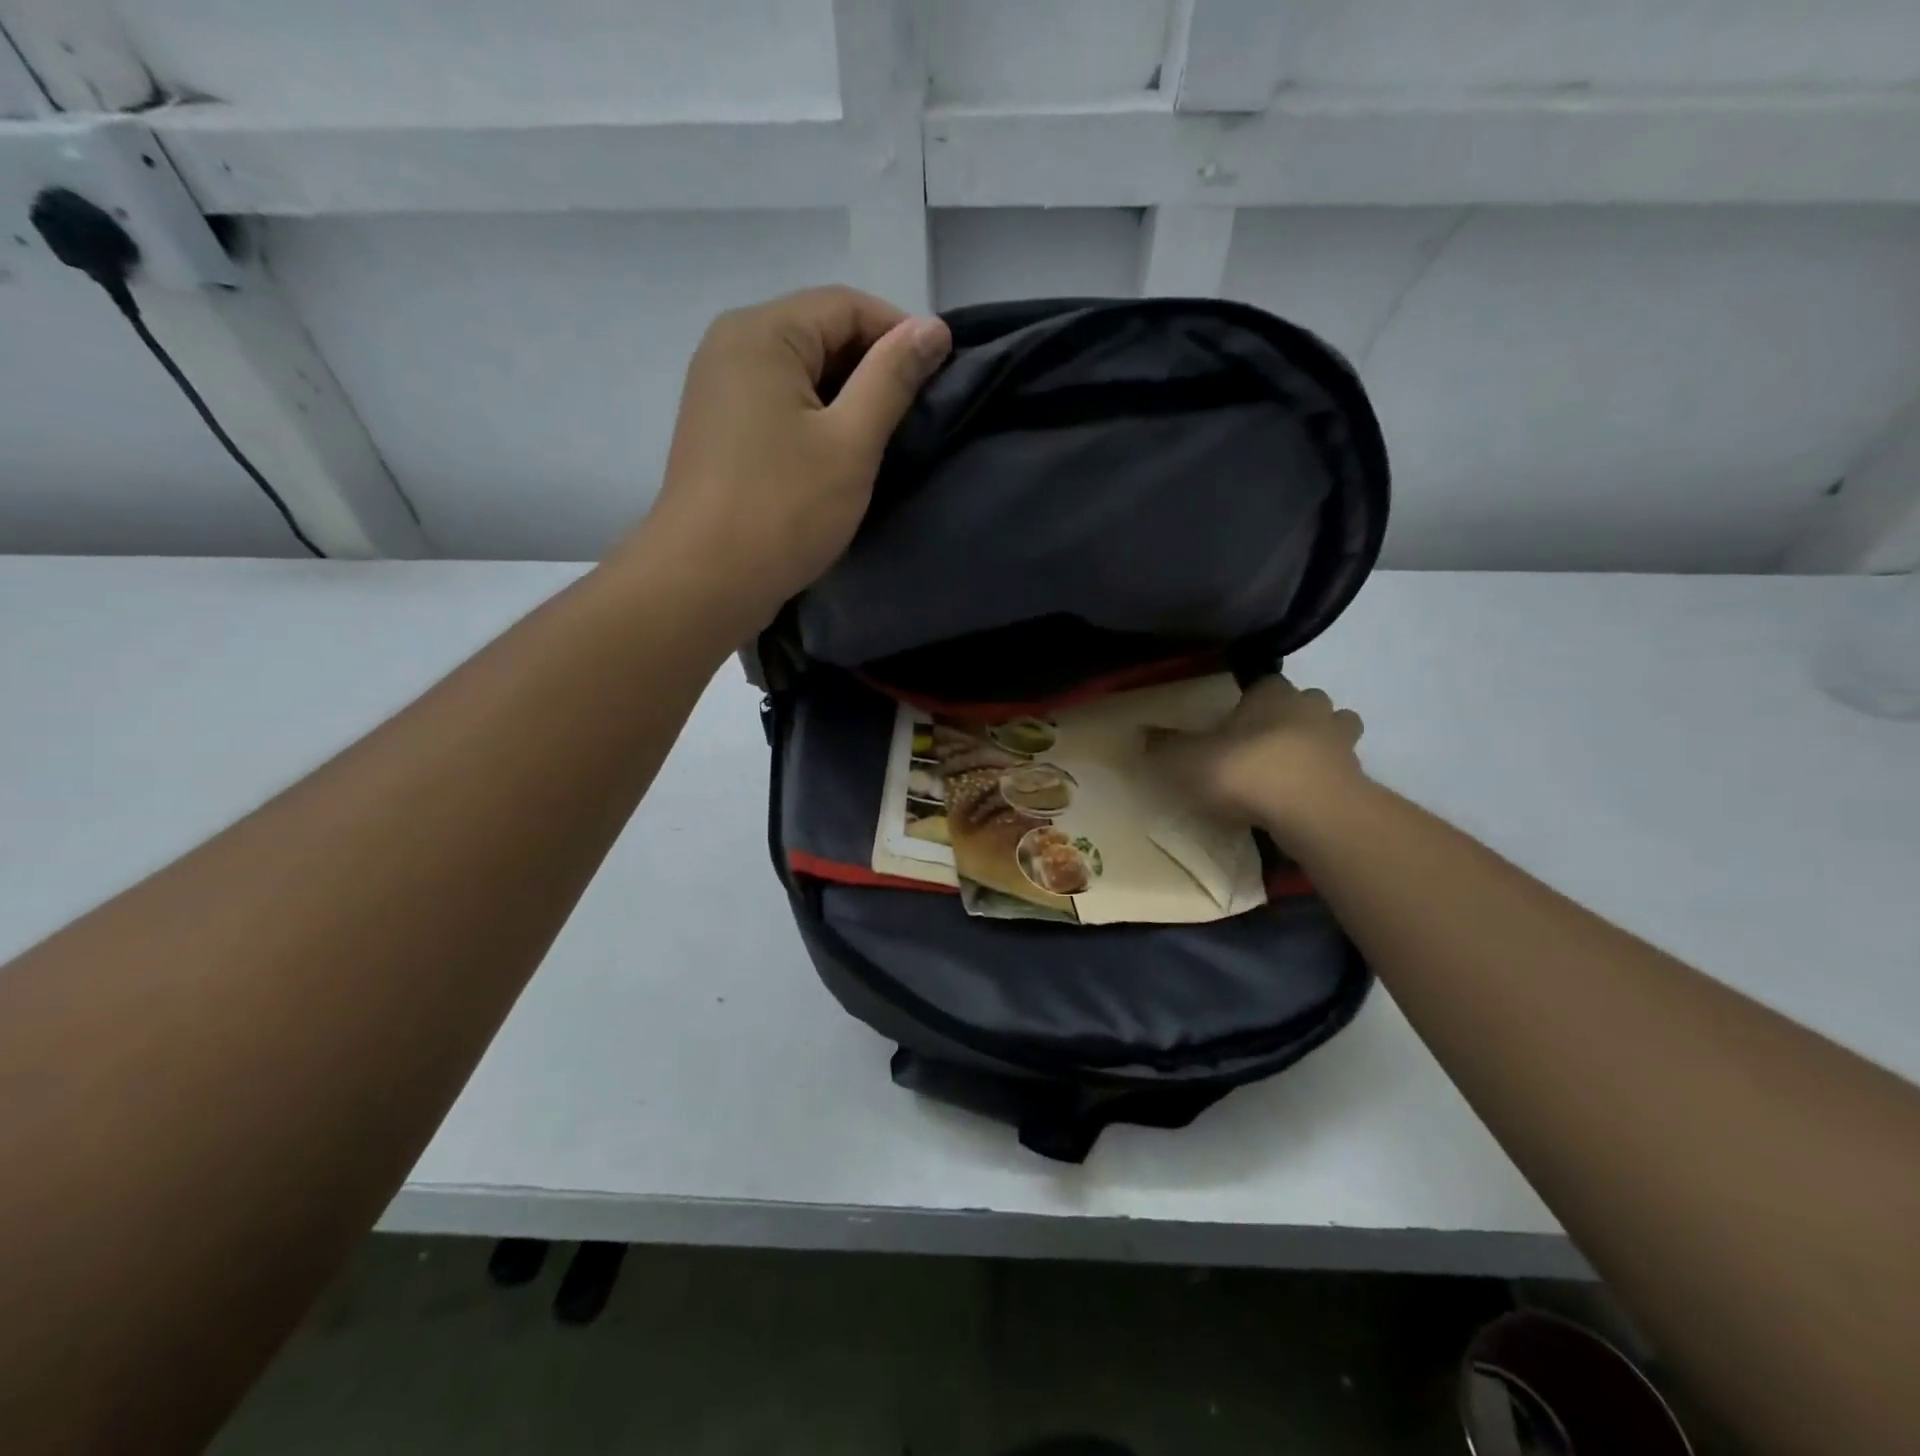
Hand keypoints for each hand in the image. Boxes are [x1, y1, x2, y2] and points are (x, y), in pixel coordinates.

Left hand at [629, 285, 951, 633]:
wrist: (705, 581)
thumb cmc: (783, 509)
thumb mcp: (851, 441)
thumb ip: (893, 378)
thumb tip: (933, 327)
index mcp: (762, 333)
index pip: (846, 306)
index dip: (900, 334)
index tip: (941, 378)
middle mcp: (732, 345)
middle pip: (820, 334)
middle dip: (873, 369)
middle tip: (915, 417)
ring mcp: (719, 389)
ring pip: (801, 374)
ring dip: (847, 400)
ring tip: (882, 442)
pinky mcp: (720, 430)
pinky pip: (779, 404)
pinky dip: (816, 420)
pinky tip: (839, 458)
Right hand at [1148, 676, 1366, 837]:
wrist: (1311, 811)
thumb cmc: (1245, 770)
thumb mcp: (1186, 760)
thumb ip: (1163, 747)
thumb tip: (1140, 733)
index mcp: (1272, 694)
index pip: (1264, 683)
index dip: (1252, 699)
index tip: (1236, 720)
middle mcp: (1312, 709)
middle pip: (1308, 702)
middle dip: (1293, 717)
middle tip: (1267, 743)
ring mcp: (1342, 744)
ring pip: (1337, 732)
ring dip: (1321, 745)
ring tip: (1294, 770)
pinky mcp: (1357, 780)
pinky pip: (1342, 773)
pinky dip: (1329, 781)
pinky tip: (1306, 800)